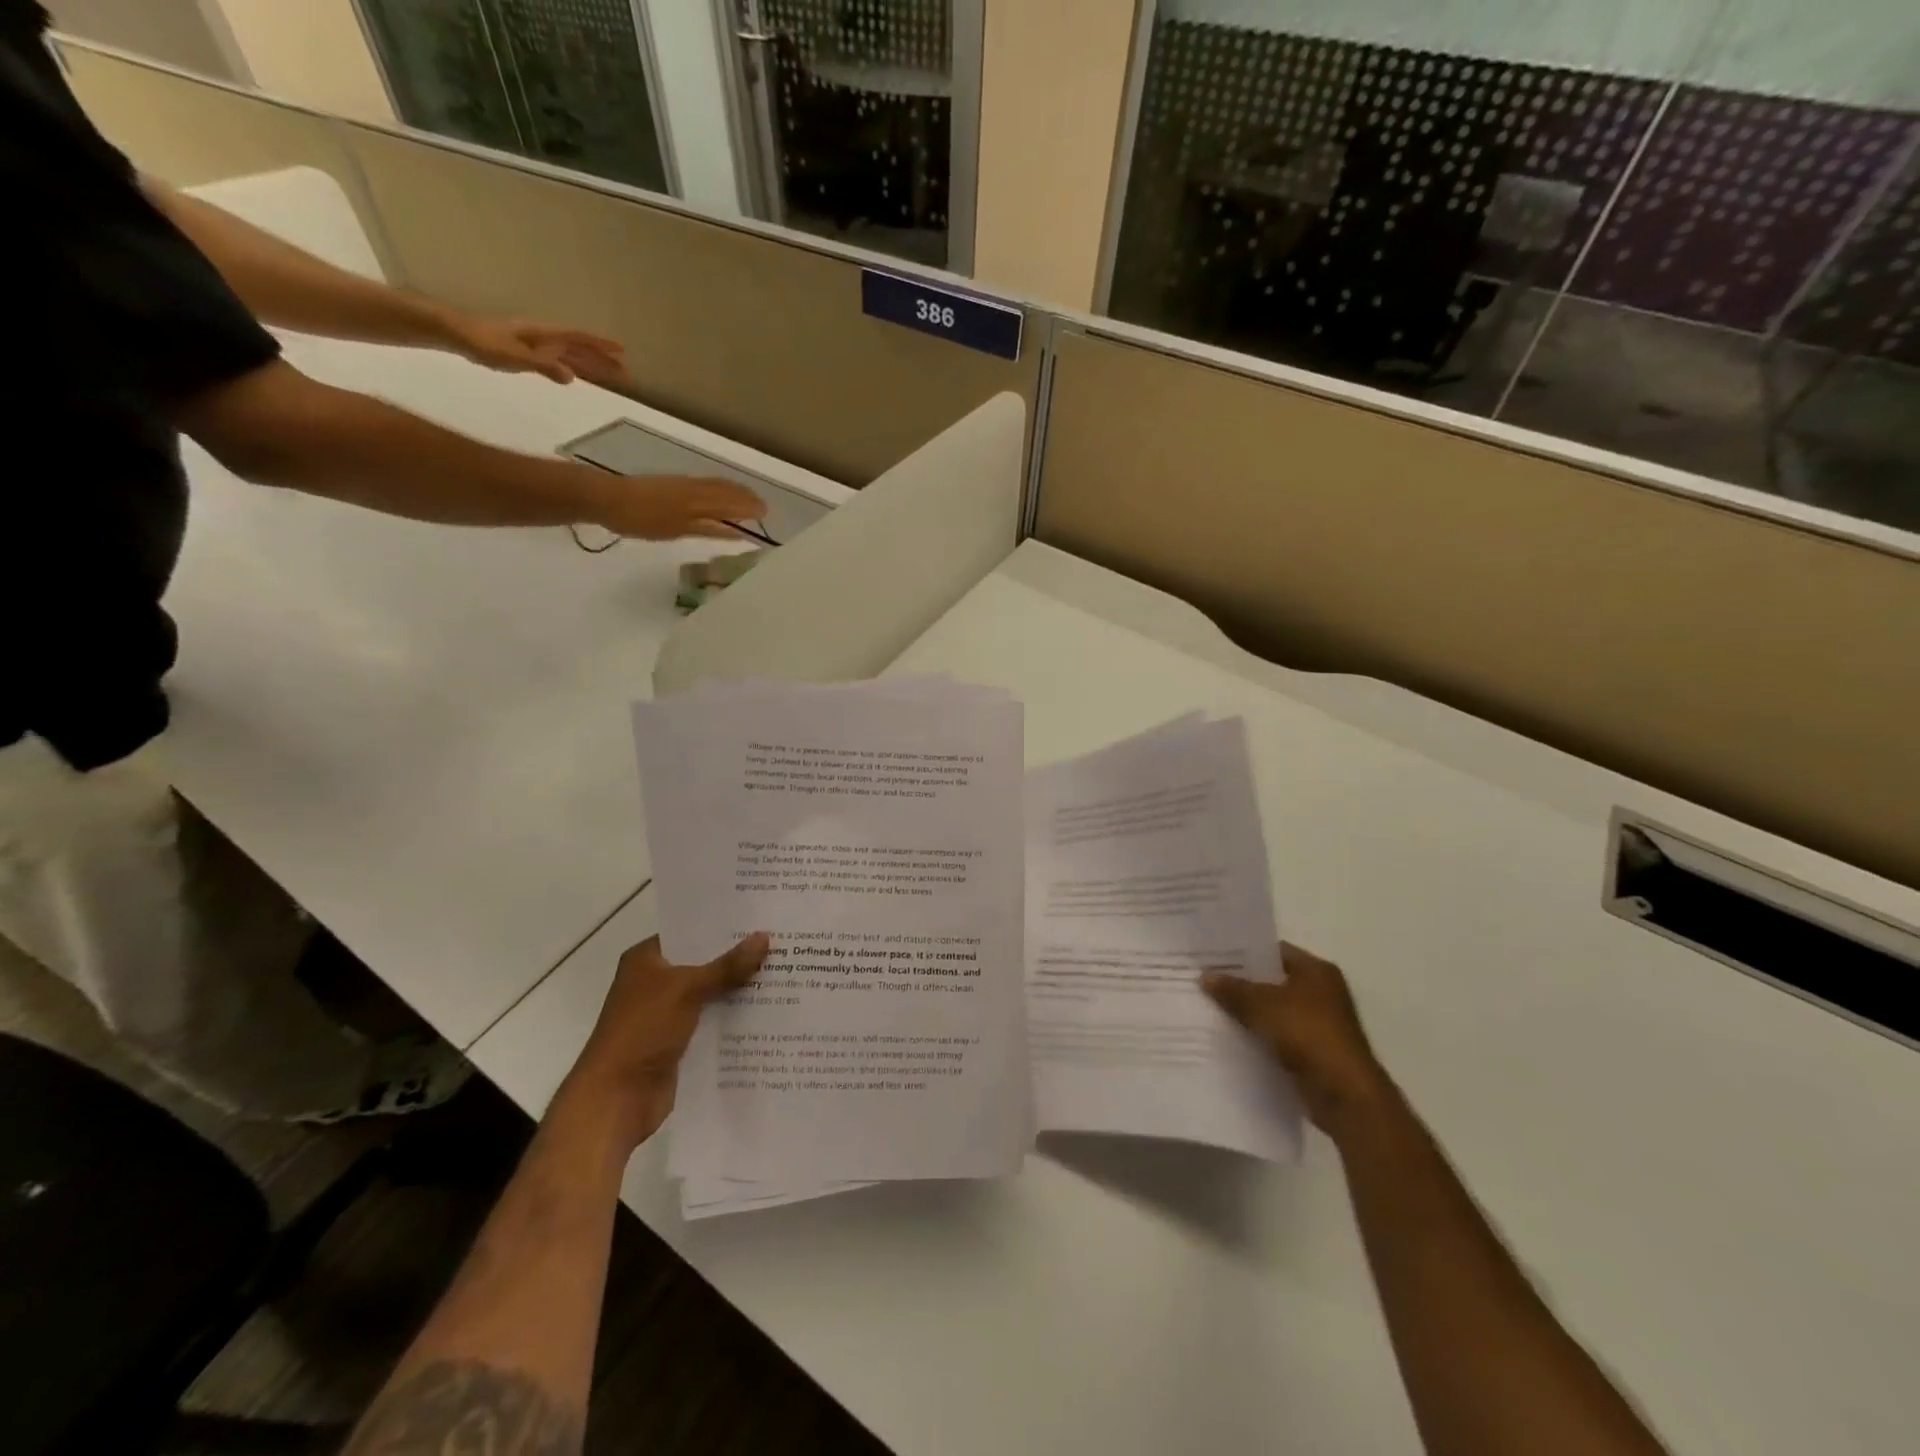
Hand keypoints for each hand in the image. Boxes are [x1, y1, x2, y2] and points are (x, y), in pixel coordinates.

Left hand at [444, 313, 634, 390]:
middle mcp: (544, 338)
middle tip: (625, 372)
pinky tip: (577, 375)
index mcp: (545, 335)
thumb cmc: (485, 344)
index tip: (622, 351)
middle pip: (580, 348)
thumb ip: (543, 366)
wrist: (457, 335)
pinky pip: (558, 360)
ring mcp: (536, 345)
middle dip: (603, 359)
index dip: (600, 345)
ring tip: (610, 375)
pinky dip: (573, 367)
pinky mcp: (528, 354)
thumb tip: (571, 376)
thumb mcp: (515, 357)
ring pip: (571, 355)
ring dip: (591, 364)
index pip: (579, 339)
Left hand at [562, 933, 768, 1147]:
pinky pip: (713, 1021)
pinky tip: (769, 1009)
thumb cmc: (643, 1031)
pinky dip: (734, 1017)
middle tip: (781, 943)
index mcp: (646, 959)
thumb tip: (764, 936)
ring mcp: (667, 1013)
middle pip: (704, 962)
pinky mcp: (679, 1041)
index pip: (690, 932)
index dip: (722, 925)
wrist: (616, 1098)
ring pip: (711, 993)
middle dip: (738, 957)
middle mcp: (655, 982)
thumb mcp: (687, 989)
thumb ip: (727, 965)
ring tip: (784, 972)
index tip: (760, 917)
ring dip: (740, 988)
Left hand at [576, 469, 768, 541]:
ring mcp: (682, 484)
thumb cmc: (641, 519)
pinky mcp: (671, 484)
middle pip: (726, 490)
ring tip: (746, 499)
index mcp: (698, 500)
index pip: (732, 502)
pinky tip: (717, 496)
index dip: (750, 507)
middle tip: (762, 507)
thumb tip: (737, 530)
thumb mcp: (677, 530)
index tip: (767, 514)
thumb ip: (709, 528)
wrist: (606, 498)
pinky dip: (719, 489)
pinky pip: (705, 484)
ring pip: (715, 485)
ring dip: (734, 492)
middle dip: (746, 497)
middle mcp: (694, 488)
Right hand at [1203, 943, 1395, 1136]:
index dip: (1243, 953)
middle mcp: (1322, 992)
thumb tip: (1205, 976)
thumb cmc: (1307, 1035)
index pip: (1273, 951)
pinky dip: (1259, 1036)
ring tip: (1211, 1008)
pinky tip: (1230, 1037)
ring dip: (1249, 1012)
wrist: (1345, 1095)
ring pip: (1274, 1010)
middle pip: (1273, 981)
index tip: (1213, 957)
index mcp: (1316, 971)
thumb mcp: (1262, 1005)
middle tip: (1206, 981)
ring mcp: (1320, 1024)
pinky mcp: (1314, 1051)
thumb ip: (1233, 989)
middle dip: (1242, 984)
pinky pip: (1278, 1035)